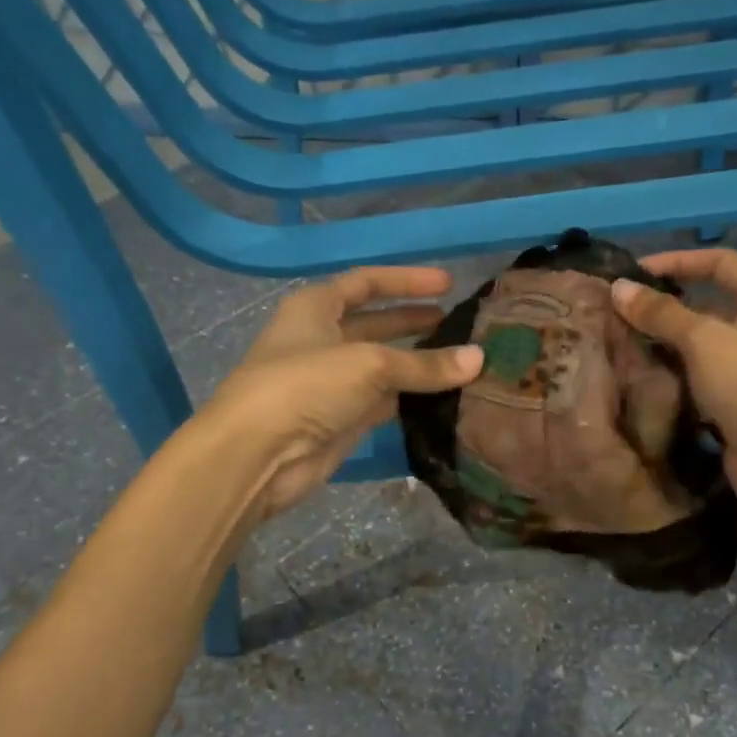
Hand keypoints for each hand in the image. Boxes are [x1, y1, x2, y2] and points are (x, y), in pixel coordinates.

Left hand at [205, 267, 482, 522]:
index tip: (448, 283)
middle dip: (414, 321)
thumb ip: (424, 363)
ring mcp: (332, 382)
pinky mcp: (342, 419)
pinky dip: (412, 397)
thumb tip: (478, 358)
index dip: (406, 280)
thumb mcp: (369, 364)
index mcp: (316, 308)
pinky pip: (385, 401)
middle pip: (376, 323)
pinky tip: (445, 396)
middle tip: (458, 324)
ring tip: (462, 360)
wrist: (257, 455)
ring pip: (384, 366)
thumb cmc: (305, 386)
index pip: (366, 282)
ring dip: (418, 363)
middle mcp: (322, 339)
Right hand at [609, 249, 736, 508]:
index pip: (720, 262)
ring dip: (666, 343)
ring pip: (702, 344)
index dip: (678, 261)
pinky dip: (674, 375)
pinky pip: (700, 377)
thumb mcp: (704, 339)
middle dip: (666, 306)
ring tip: (620, 342)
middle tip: (619, 312)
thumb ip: (661, 312)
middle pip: (710, 303)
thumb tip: (618, 287)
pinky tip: (641, 377)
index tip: (634, 272)